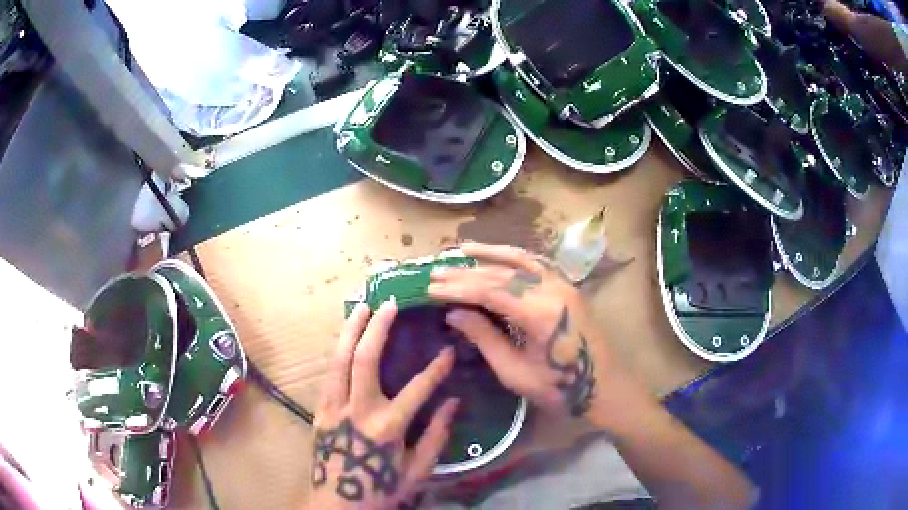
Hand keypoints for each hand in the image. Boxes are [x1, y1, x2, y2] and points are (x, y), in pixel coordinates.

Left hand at [309, 300, 458, 509]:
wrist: (338, 504)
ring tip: (362, 306)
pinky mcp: (319, 411)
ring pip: (339, 359)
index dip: (436, 368)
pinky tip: (345, 338)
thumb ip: (436, 436)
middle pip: (365, 359)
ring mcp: (333, 408)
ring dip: (351, 330)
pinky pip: (329, 374)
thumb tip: (453, 403)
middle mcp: (358, 411)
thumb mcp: (417, 471)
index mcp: (388, 428)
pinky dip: (338, 351)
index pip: (418, 388)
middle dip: (378, 327)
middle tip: (389, 303)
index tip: (448, 350)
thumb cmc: (382, 490)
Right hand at [429, 243, 618, 418]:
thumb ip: (485, 338)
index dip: (458, 289)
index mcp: (539, 313)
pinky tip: (497, 255)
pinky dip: (514, 257)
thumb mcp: (515, 371)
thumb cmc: (560, 387)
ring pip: (520, 261)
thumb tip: (454, 313)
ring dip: (489, 255)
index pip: (490, 291)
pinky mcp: (567, 287)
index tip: (431, 288)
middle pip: (502, 274)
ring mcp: (563, 285)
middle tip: (436, 273)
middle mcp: (552, 290)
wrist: (605, 386)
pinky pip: (537, 265)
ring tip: (461, 250)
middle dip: (467, 274)